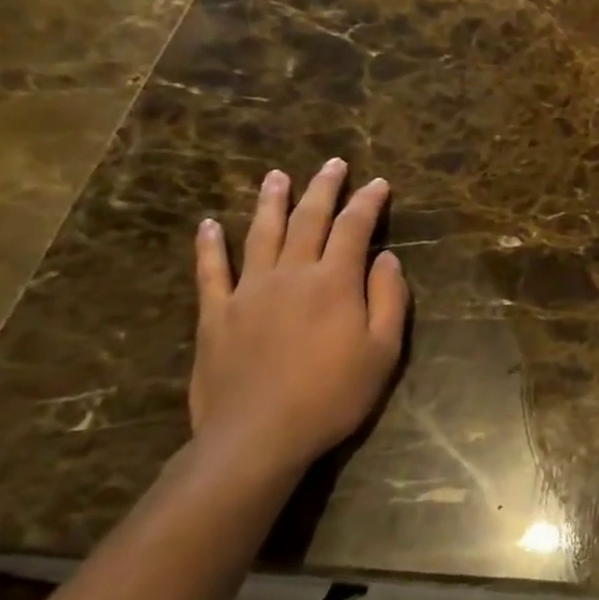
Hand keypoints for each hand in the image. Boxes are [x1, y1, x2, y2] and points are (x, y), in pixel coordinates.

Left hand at [188, 160, 408, 480]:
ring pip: (261, 234)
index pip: (355, 228)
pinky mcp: (215, 314)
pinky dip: (210, 245)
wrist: (258, 435)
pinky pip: (211, 270)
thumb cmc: (334, 394)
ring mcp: (248, 291)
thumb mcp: (384, 351)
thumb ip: (389, 299)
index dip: (368, 202)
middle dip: (323, 188)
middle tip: (333, 164)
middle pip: (308, 219)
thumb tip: (388, 258)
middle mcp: (291, 274)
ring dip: (270, 202)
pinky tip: (209, 225)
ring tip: (276, 176)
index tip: (378, 183)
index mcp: (335, 282)